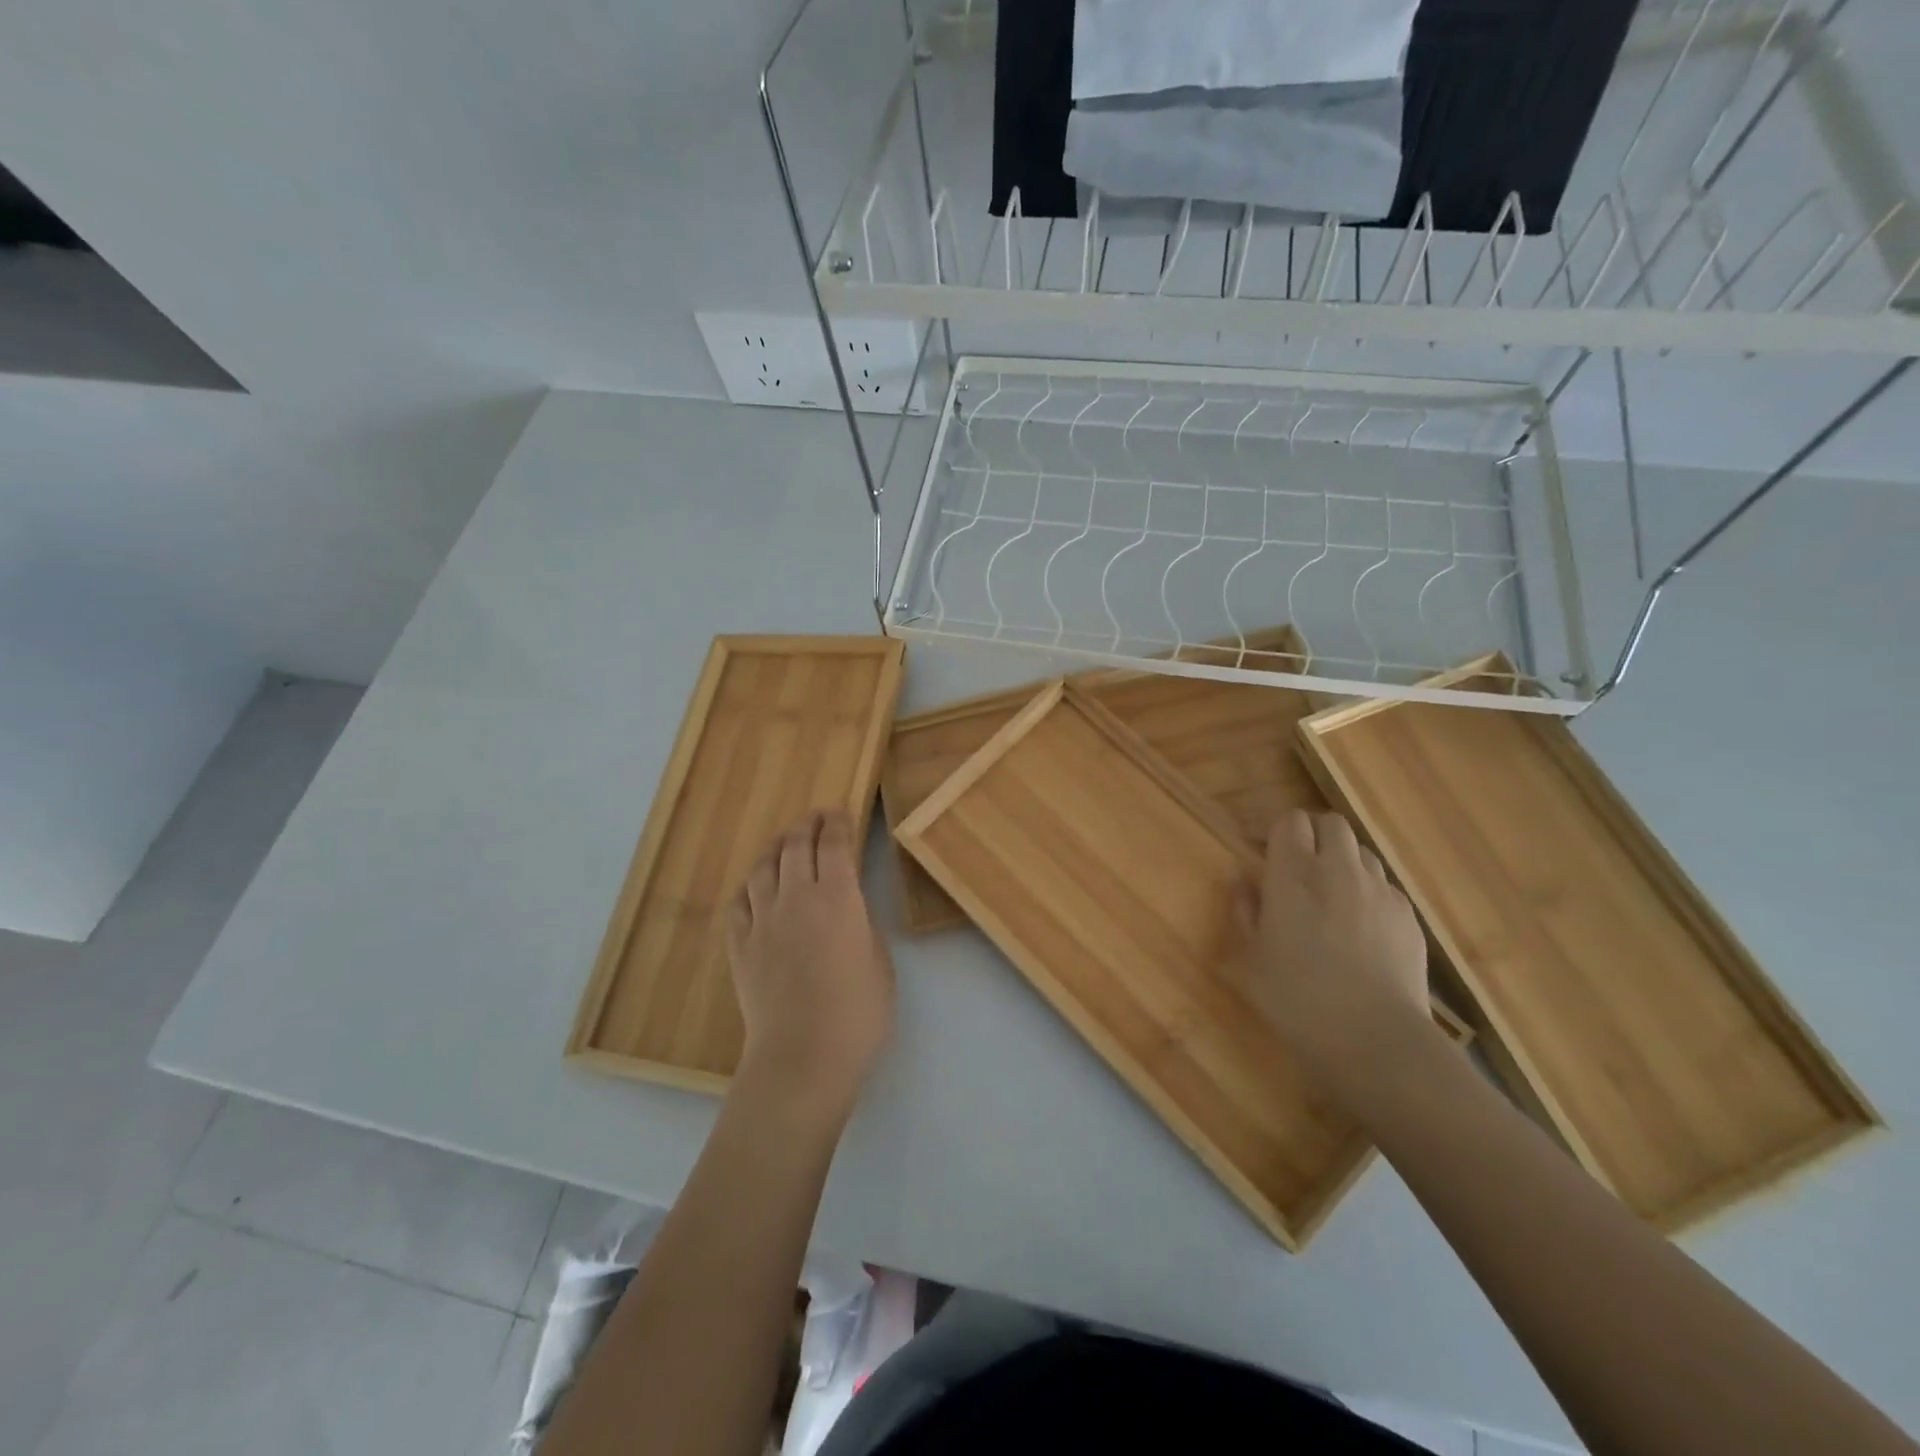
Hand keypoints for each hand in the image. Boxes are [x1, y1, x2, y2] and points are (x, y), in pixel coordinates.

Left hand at [725, 810, 894, 1130]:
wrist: (803, 1056)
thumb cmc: (858, 1013)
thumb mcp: (880, 963)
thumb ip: (862, 927)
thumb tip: (848, 912)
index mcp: (839, 898)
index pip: (835, 846)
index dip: (837, 824)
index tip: (838, 812)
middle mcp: (797, 898)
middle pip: (796, 847)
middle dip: (806, 827)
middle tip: (813, 818)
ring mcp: (763, 921)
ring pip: (763, 869)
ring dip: (775, 849)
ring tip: (782, 843)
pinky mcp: (740, 946)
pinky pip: (739, 904)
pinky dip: (749, 888)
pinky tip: (754, 888)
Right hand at [1235, 808, 1431, 1099]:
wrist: (1375, 1039)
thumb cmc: (1297, 999)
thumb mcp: (1252, 958)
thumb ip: (1246, 911)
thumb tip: (1245, 882)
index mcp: (1293, 875)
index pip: (1289, 821)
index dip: (1275, 829)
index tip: (1261, 848)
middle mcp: (1339, 870)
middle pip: (1331, 823)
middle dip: (1313, 834)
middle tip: (1298, 864)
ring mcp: (1380, 891)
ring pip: (1362, 852)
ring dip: (1343, 860)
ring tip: (1332, 892)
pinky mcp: (1408, 916)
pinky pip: (1385, 886)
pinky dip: (1368, 891)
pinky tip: (1361, 926)